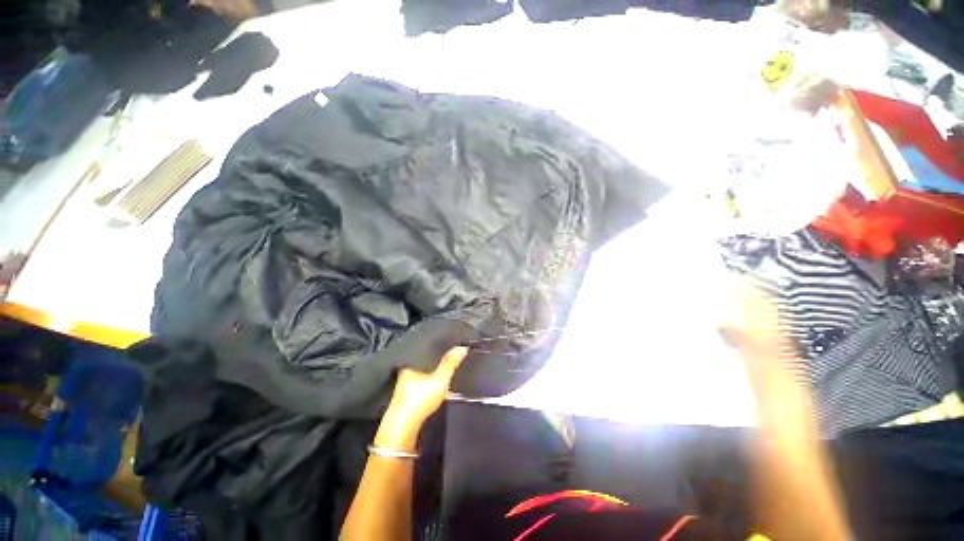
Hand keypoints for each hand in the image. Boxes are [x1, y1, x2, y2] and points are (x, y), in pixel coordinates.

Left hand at [374, 347, 468, 451]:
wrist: (403, 427)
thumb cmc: (419, 399)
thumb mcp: (439, 379)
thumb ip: (450, 363)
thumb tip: (462, 347)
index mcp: (410, 362)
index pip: (424, 349)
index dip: (435, 346)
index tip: (446, 343)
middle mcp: (405, 370)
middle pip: (423, 360)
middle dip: (435, 359)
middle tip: (449, 355)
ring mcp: (404, 384)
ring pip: (421, 372)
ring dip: (432, 371)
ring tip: (445, 367)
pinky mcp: (406, 397)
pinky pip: (420, 382)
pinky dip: (428, 381)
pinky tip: (435, 383)